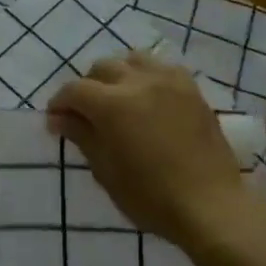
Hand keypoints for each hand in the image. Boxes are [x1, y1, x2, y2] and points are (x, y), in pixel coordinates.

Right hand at [47, 52, 247, 250]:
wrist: (210, 205)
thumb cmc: (150, 196)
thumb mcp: (106, 171)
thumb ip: (82, 136)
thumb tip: (59, 118)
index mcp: (113, 104)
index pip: (74, 90)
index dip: (59, 103)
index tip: (56, 121)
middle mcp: (139, 82)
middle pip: (102, 68)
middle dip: (87, 87)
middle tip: (86, 115)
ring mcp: (169, 81)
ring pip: (133, 60)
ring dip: (118, 75)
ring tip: (118, 100)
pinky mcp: (192, 89)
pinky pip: (162, 68)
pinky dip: (146, 76)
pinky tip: (147, 99)